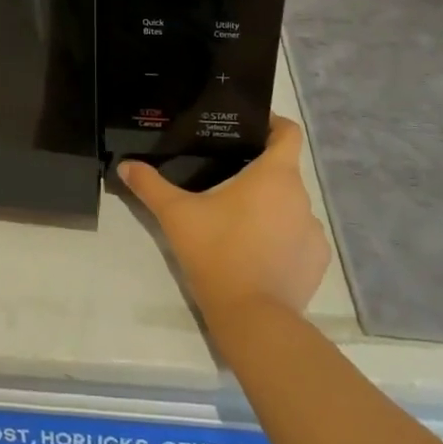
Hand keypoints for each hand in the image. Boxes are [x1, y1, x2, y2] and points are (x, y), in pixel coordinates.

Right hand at [118, 115, 328, 321]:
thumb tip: (125, 165)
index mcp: (275, 175)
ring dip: (271, 207)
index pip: (289, 132)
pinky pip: (300, 238)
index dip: (273, 124)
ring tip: (240, 219)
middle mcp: (301, 197)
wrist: (253, 319)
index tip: (250, 128)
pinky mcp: (316, 262)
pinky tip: (258, 253)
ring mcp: (313, 232)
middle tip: (227, 177)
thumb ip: (151, 186)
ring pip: (291, 205)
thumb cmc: (217, 253)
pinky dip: (283, 238)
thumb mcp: (176, 215)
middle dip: (259, 171)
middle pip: (284, 170)